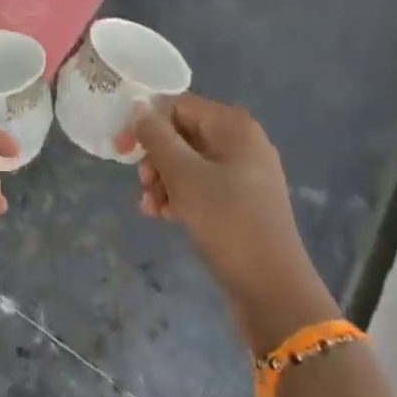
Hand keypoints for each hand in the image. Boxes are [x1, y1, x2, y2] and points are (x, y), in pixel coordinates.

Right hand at [117, 94, 340, 352]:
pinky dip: (179, 195)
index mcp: (234, 127)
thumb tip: (138, 106)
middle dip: (155, 157)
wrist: (274, 292)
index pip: (178, 105)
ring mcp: (244, 174)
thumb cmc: (227, 223)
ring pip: (188, 161)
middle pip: (182, 133)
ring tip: (151, 207)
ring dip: (162, 180)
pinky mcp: (241, 202)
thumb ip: (157, 136)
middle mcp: (242, 143)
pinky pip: (201, 185)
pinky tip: (164, 216)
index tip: (121, 150)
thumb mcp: (184, 176)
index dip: (146, 122)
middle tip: (142, 184)